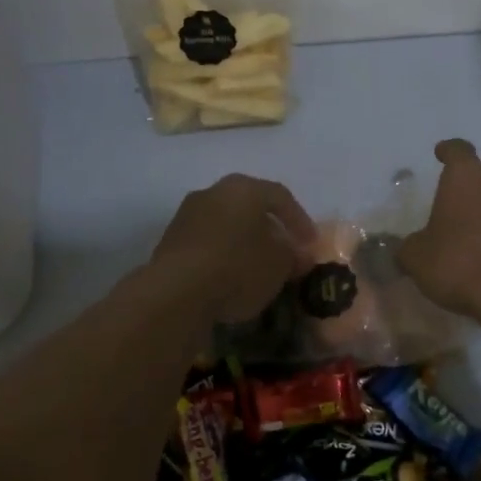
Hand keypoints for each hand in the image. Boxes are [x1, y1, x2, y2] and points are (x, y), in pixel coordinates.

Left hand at [152, 174, 316, 321]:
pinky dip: (222, 256)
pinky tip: (230, 278)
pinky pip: (206, 243)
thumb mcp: (280, 264)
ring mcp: (186, 215)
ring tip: (258, 268)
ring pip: (226, 224)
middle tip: (285, 251)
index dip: (300, 220)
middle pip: (250, 207)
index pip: (281, 196)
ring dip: (244, 242)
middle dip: (270, 229)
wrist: (176, 293)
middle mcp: (213, 192)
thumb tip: (299, 254)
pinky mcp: (169, 242)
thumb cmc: (239, 267)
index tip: (311, 244)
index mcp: (244, 188)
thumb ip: (294, 255)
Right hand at [397, 140, 480, 319]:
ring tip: (469, 244)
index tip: (441, 152)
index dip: (448, 151)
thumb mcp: (417, 259)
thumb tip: (404, 249)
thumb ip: (407, 249)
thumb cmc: (460, 263)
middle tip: (448, 215)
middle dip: (466, 195)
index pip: (458, 151)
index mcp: (467, 178)